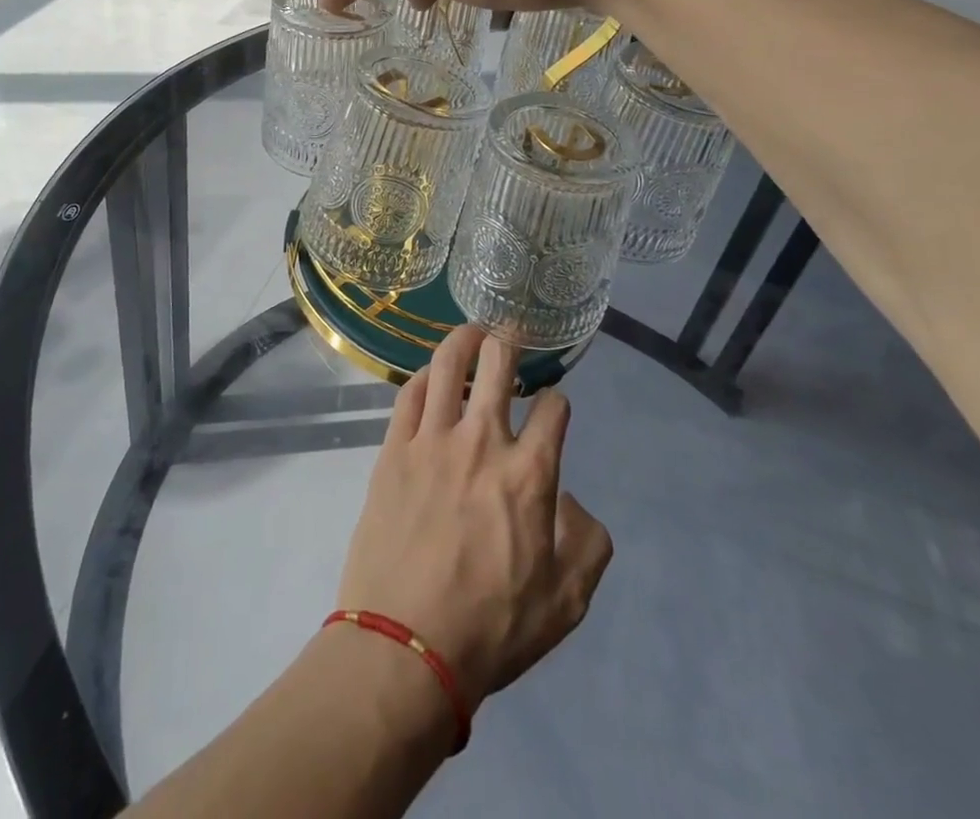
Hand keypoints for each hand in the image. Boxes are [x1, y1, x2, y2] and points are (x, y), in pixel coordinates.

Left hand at [335, 325, 613, 712]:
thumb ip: (586, 542)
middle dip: (510, 340)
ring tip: (471, 333)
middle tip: (511, 334)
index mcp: (530, 475)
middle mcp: (482, 442)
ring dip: (463, 340)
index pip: (554, 409)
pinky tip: (430, 376)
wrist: (405, 647)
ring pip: (448, 365)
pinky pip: (409, 394)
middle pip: (499, 363)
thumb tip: (570, 499)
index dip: (559, 402)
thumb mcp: (566, 602)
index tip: (553, 408)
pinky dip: (424, 376)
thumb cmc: (491, 628)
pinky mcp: (394, 450)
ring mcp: (432, 440)